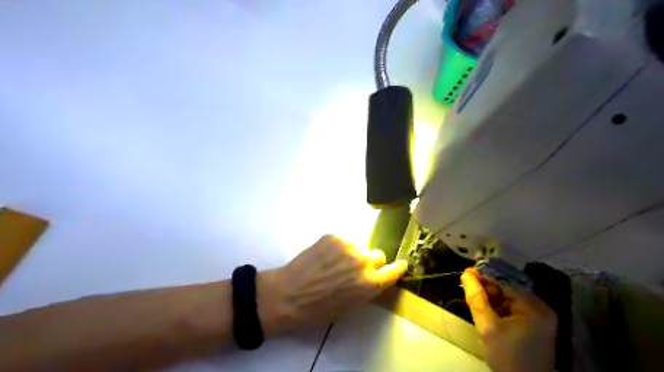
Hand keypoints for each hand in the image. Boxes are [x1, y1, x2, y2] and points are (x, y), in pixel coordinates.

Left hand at [256, 235, 407, 333]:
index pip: (394, 270)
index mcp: (370, 284)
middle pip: (378, 255)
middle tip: (354, 269)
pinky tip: (324, 257)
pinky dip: (337, 248)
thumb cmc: (318, 309)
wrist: (288, 294)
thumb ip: (366, 288)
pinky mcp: (333, 236)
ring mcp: (348, 246)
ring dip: (353, 254)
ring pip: (359, 246)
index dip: (397, 268)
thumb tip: (372, 277)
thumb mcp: (351, 305)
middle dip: (370, 262)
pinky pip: (343, 241)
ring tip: (334, 263)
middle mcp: (363, 261)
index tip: (400, 264)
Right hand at [463, 269, 558, 371]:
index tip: (465, 272)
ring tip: (472, 294)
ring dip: (490, 296)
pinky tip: (483, 306)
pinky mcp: (533, 325)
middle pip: (508, 289)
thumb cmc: (508, 357)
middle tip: (466, 284)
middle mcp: (540, 308)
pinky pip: (512, 308)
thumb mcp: (488, 327)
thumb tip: (465, 275)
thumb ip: (477, 299)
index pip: (505, 282)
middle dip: (486, 286)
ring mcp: (538, 317)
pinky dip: (497, 306)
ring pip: (508, 298)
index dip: (485, 275)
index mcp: (534, 307)